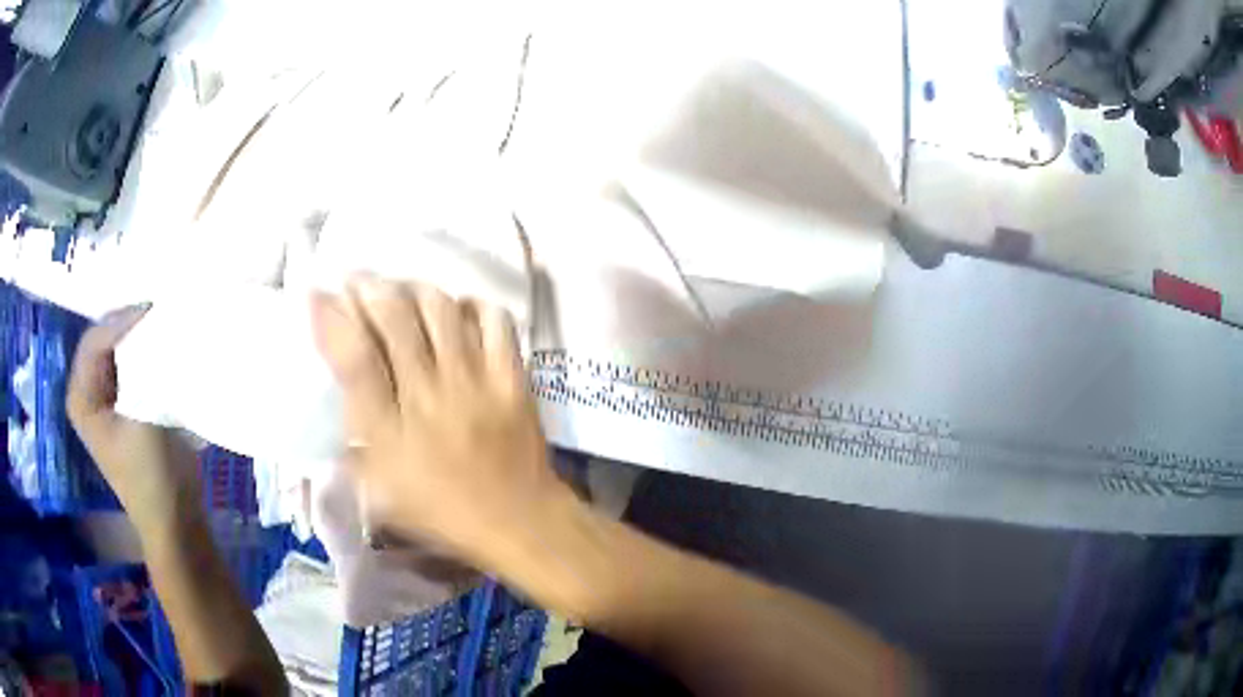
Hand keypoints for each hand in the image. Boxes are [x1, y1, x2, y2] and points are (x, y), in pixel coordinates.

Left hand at [67, 306, 200, 528]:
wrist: (175, 520)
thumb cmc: (152, 475)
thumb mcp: (143, 419)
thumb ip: (142, 369)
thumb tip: (156, 321)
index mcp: (81, 397)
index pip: (96, 340)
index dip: (122, 321)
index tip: (154, 310)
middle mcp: (88, 393)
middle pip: (106, 341)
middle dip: (131, 325)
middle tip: (161, 310)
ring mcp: (107, 400)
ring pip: (120, 352)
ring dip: (141, 338)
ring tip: (165, 323)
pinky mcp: (127, 407)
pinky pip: (133, 367)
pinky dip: (147, 355)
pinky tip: (165, 349)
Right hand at [310, 278, 576, 565]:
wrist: (519, 522)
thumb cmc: (443, 514)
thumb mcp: (381, 494)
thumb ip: (354, 442)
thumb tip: (341, 392)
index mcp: (390, 432)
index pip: (354, 358)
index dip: (331, 319)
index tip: (318, 294)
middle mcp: (429, 396)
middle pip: (394, 319)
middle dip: (368, 288)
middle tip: (357, 281)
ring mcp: (475, 382)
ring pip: (441, 310)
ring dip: (414, 289)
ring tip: (401, 289)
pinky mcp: (512, 378)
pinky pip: (495, 322)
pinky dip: (473, 305)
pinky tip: (458, 310)